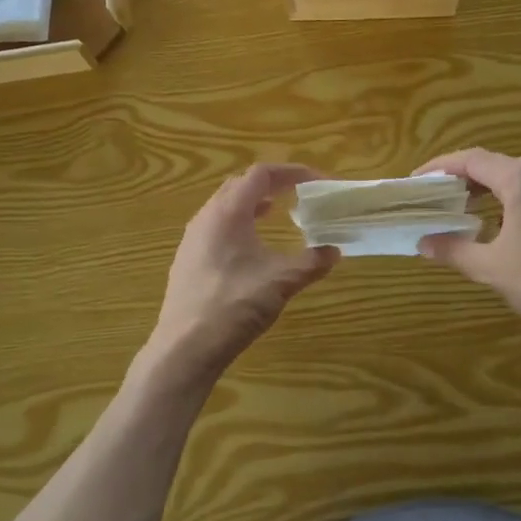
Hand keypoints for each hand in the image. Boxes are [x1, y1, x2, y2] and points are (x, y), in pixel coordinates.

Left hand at [149, 164, 338, 379]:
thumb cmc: (234, 306)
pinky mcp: (188, 260)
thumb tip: (334, 252)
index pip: (260, 174)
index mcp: (228, 212)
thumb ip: (311, 262)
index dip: (291, 172)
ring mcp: (192, 239)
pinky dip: (239, 224)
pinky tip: (251, 247)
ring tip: (276, 212)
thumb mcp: (281, 282)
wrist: (185, 348)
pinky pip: (216, 227)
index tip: (316, 181)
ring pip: (225, 206)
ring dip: (252, 203)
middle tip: (297, 193)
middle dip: (271, 184)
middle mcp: (206, 217)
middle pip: (240, 185)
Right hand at [415, 148, 520, 370]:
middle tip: (445, 195)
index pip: (474, 160)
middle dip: (468, 176)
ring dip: (496, 187)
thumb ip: (454, 250)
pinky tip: (516, 227)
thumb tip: (423, 243)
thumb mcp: (491, 269)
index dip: (443, 165)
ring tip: (475, 210)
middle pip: (500, 164)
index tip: (421, 179)